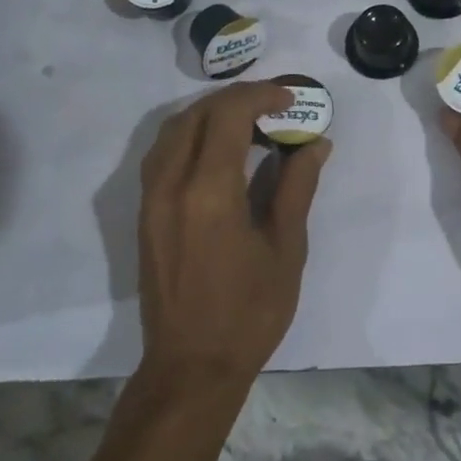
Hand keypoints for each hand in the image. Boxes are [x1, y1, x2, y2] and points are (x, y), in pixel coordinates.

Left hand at [138, 82, 331, 384]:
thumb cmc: (249, 312)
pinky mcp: (145, 214)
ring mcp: (151, 199)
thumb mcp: (286, 249)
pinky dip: (189, 137)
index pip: (229, 115)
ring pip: (173, 131)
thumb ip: (297, 188)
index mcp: (209, 191)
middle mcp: (171, 184)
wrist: (192, 365)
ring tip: (247, 122)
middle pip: (197, 115)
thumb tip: (315, 144)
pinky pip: (162, 155)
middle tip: (274, 106)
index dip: (261, 95)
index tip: (292, 99)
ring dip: (209, 114)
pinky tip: (216, 151)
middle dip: (236, 99)